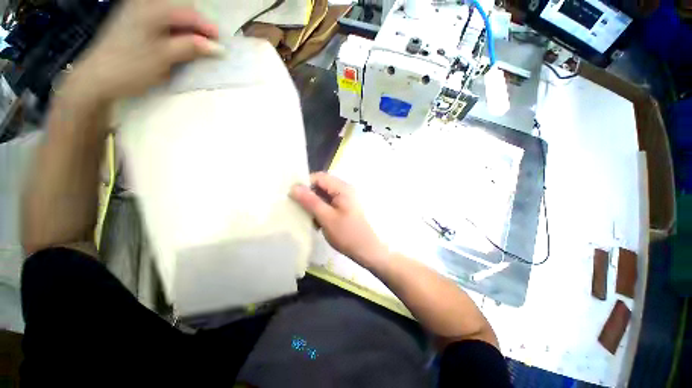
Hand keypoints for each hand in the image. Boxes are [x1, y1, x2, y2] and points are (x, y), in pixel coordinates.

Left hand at [70, 0, 222, 103]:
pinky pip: (161, 21)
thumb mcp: (165, 57)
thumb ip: (191, 47)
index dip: (208, 29)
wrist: (97, 77)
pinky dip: (173, 32)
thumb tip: (217, 47)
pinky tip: (175, 44)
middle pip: (182, 11)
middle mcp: (145, 4)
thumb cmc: (131, 66)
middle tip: (207, 48)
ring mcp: (137, 11)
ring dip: (186, 31)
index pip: (190, 13)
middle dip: (197, 29)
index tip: (221, 46)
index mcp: (153, 9)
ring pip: (172, 16)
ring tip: (193, 49)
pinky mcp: (133, 21)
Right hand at [290, 172, 389, 267]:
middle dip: (308, 195)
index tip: (292, 195)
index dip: (305, 184)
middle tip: (297, 207)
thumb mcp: (326, 217)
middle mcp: (345, 190)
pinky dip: (320, 210)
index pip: (319, 177)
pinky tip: (316, 221)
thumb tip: (294, 187)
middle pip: (321, 185)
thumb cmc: (347, 234)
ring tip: (306, 216)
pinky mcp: (344, 208)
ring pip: (323, 195)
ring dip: (313, 204)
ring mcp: (345, 199)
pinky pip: (328, 203)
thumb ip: (310, 201)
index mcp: (343, 188)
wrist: (366, 250)